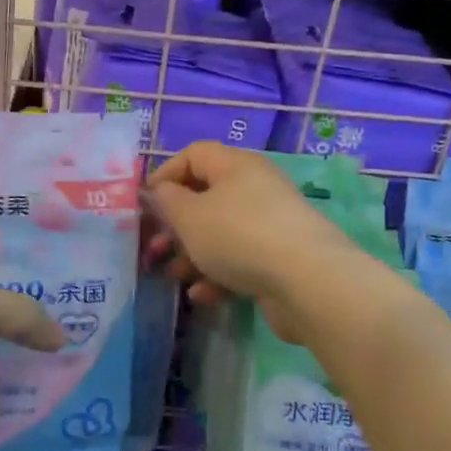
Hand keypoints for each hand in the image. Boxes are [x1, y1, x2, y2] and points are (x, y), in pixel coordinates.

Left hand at [0, 243, 63, 450]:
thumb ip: (23, 311)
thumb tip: (59, 338)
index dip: (19, 248)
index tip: (59, 252)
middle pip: (1, 294)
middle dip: (37, 298)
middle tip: (79, 299)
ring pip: (4, 335)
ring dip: (33, 339)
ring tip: (75, 338)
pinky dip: (21, 373)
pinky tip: (54, 373)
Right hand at [143, 143, 354, 344]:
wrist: (306, 281)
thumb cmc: (238, 236)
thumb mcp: (190, 216)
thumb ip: (167, 201)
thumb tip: (161, 191)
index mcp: (235, 166)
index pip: (194, 154)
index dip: (165, 175)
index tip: (144, 204)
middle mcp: (255, 188)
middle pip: (206, 197)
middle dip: (175, 224)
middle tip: (154, 248)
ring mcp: (271, 224)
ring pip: (221, 232)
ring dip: (193, 254)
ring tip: (174, 276)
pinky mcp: (281, 258)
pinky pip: (241, 260)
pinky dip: (219, 276)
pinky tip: (203, 296)